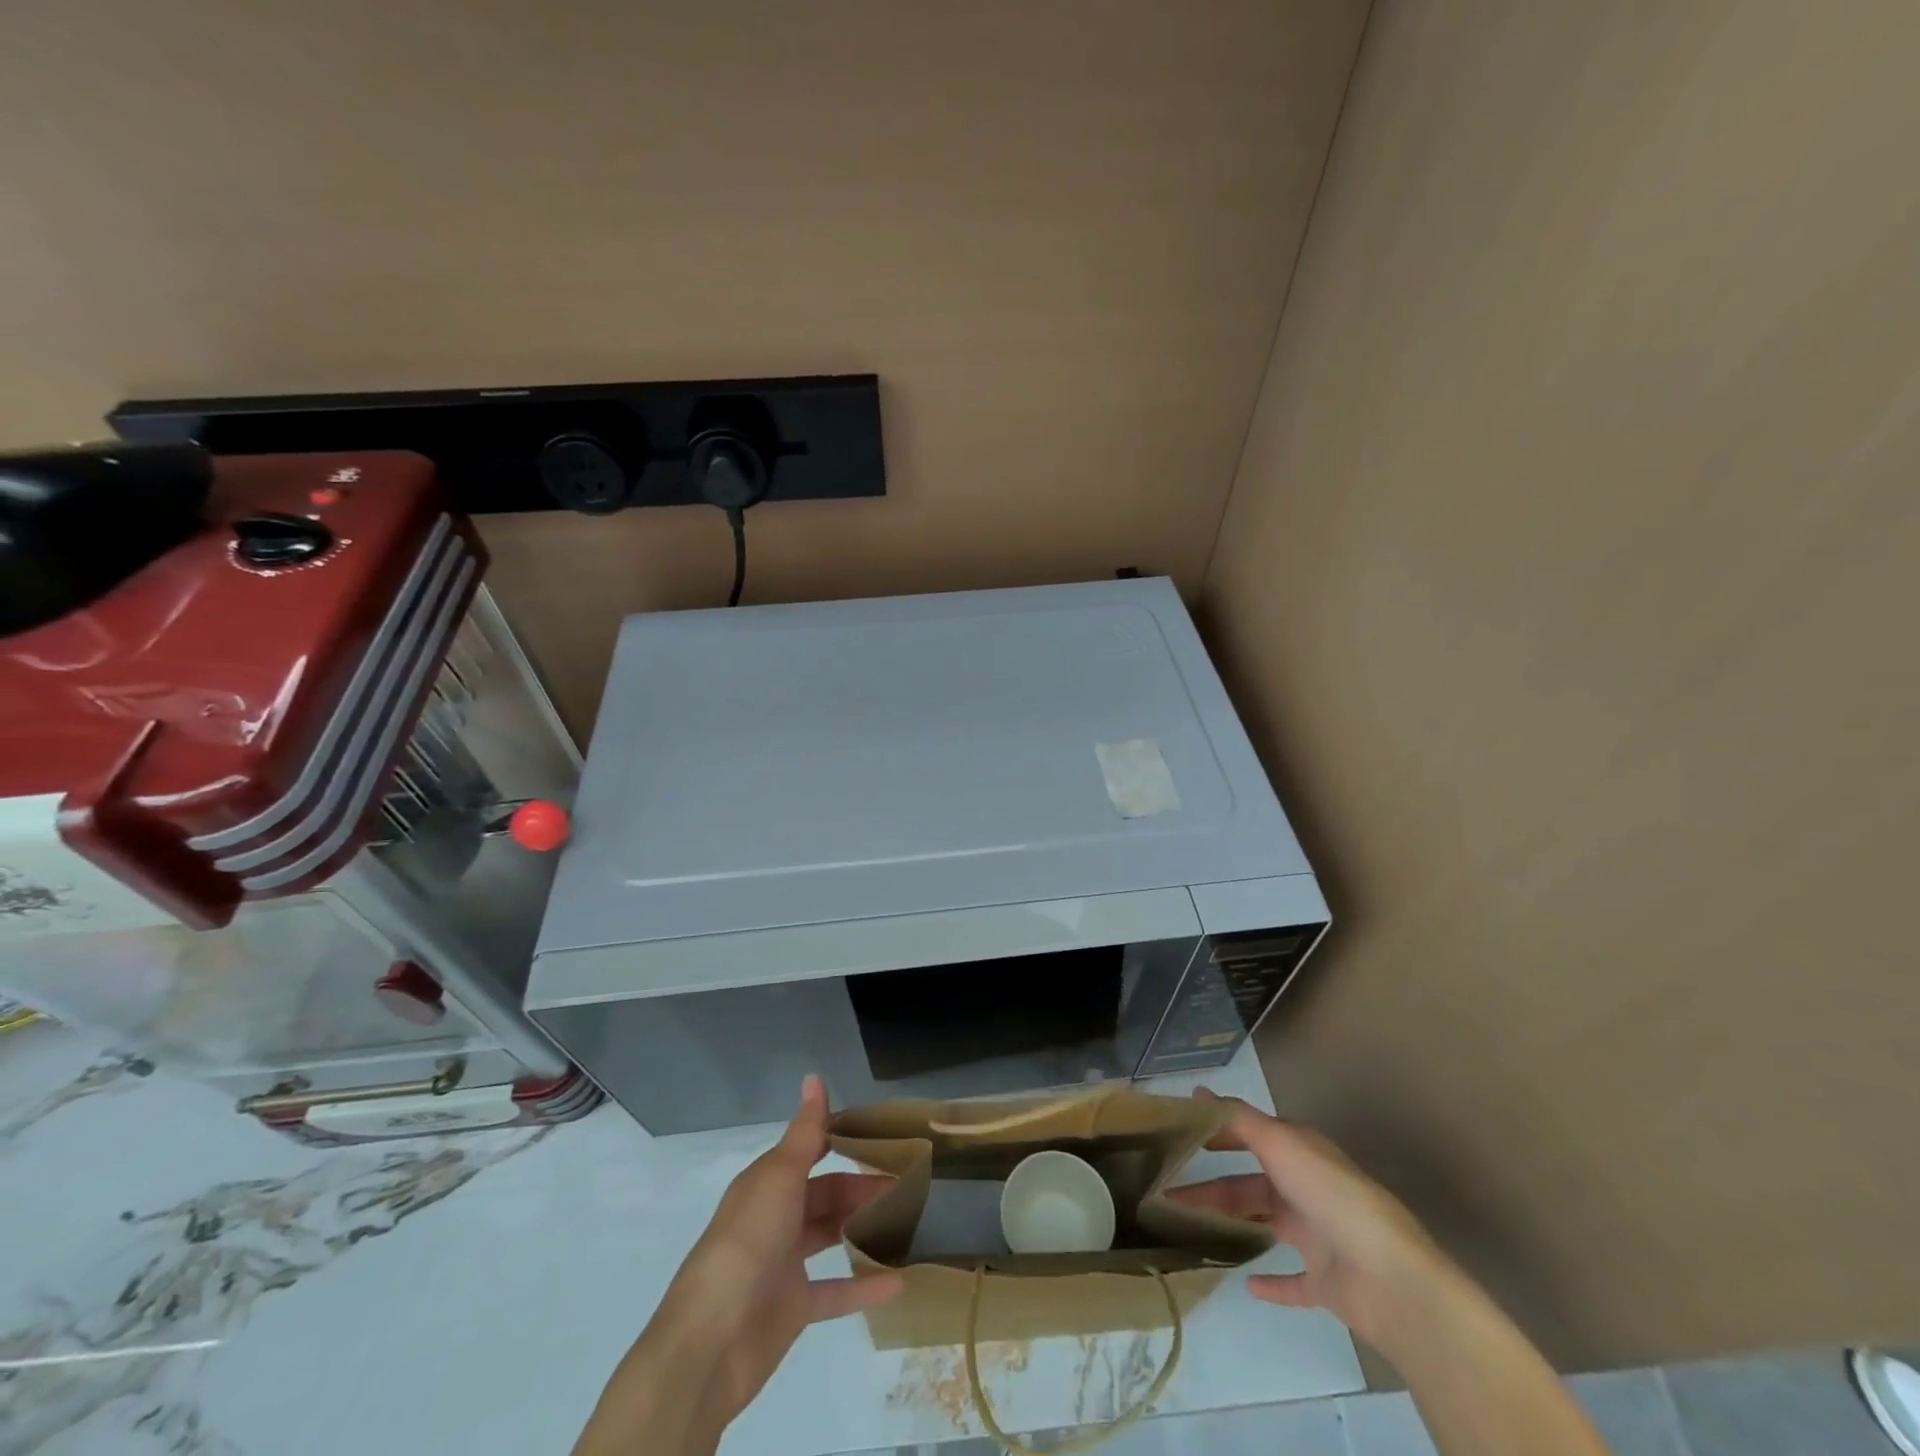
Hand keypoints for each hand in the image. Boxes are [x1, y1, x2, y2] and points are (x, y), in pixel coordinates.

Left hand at [573, 1077, 901, 1455]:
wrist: (709, 1345)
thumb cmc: (746, 1244)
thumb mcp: (779, 1178)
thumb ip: (805, 1132)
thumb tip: (814, 1076)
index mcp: (767, 1183)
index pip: (808, 1149)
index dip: (840, 1136)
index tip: (882, 1130)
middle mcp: (774, 1218)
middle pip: (824, 1192)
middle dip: (861, 1184)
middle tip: (906, 1180)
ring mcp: (783, 1265)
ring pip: (829, 1235)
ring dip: (862, 1226)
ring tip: (907, 1218)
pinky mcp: (792, 1309)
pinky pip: (835, 1291)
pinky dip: (864, 1286)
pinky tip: (898, 1282)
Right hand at [1166, 1089, 1443, 1350]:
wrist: (1390, 1279)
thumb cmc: (1331, 1196)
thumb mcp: (1281, 1143)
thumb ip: (1239, 1119)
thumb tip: (1198, 1091)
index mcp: (1301, 1152)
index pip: (1253, 1134)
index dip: (1220, 1131)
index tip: (1183, 1133)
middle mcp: (1307, 1188)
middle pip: (1251, 1184)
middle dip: (1213, 1184)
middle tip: (1170, 1188)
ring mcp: (1317, 1236)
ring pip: (1263, 1224)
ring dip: (1230, 1223)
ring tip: (1187, 1227)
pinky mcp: (1325, 1283)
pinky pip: (1292, 1280)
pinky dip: (1270, 1282)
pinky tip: (1245, 1282)